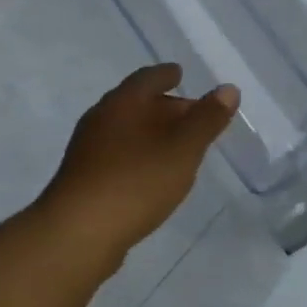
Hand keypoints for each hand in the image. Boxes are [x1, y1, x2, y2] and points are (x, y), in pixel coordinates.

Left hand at [39, 64, 238, 265]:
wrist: (78, 232)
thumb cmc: (136, 181)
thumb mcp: (182, 149)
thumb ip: (206, 119)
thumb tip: (228, 89)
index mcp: (122, 102)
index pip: (147, 78)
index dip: (166, 75)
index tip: (180, 74)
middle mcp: (100, 118)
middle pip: (135, 103)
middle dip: (163, 106)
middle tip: (191, 115)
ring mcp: (88, 150)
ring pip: (125, 131)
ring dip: (150, 133)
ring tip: (176, 146)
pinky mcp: (83, 179)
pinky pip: (117, 155)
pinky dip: (138, 155)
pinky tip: (151, 175)